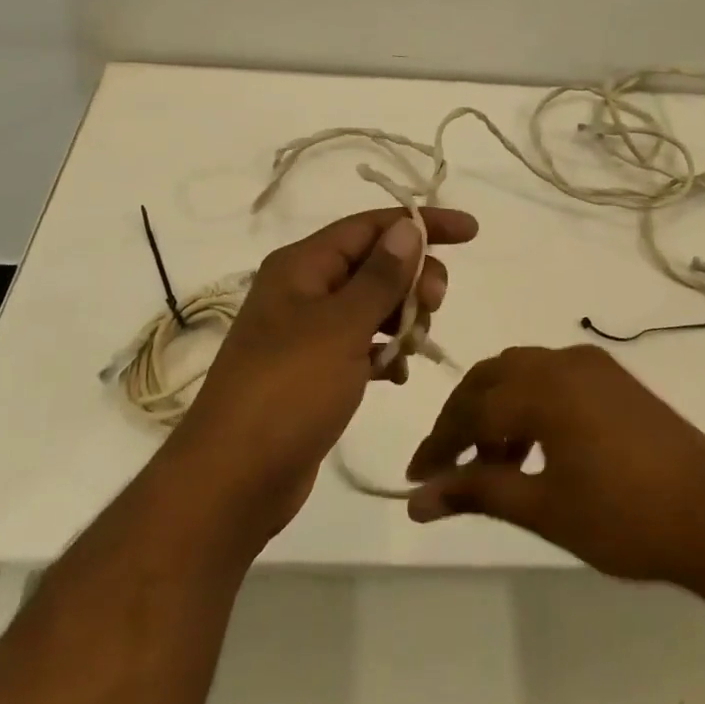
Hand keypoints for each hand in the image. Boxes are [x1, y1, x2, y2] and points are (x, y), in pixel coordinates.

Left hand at [169, 207, 478, 538]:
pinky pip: (360, 344)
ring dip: (401, 317)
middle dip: (412, 277)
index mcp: (302, 265)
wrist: (233, 479)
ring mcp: (306, 331)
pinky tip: (396, 375)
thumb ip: (380, 276)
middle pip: (373, 262)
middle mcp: (303, 289)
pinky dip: (383, 352)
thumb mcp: (341, 327)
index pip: (371, 226)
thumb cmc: (288, 391)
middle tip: (434, 306)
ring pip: (370, 305)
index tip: (471, 232)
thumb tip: (409, 226)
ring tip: (413, 347)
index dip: (422, 223)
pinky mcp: (313, 371)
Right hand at [405, 344, 704, 585]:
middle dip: (462, 418)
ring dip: (496, 409)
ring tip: (493, 464)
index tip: (415, 477)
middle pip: (491, 378)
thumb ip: (477, 493)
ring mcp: (591, 365)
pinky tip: (534, 448)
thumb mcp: (544, 508)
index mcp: (542, 386)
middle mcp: (562, 360)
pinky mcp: (613, 378)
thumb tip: (417, 500)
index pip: (470, 409)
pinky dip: (529, 403)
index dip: (439, 444)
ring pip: (521, 372)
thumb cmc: (625, 518)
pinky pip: (552, 376)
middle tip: (446, 465)